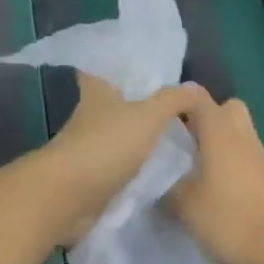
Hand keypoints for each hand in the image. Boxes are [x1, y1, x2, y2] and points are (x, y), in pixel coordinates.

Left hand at [37, 74, 212, 245]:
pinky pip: (120, 168)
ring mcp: (89, 149)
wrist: (69, 198)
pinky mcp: (92, 179)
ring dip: (138, 139)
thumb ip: (172, 100)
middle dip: (136, 105)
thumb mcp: (147, 116)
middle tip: (172, 107)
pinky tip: (161, 171)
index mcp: (97, 93)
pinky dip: (136, 168)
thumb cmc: (105, 145)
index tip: (137, 65)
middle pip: (113, 104)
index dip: (114, 65)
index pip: (100, 69)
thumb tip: (195, 88)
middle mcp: (90, 117)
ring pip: (118, 137)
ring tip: (175, 141)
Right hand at [168, 96, 263, 263]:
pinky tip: (228, 199)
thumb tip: (162, 186)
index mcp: (219, 134)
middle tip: (190, 143)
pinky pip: (254, 165)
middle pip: (230, 109)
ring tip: (204, 174)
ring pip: (243, 137)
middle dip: (211, 118)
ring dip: (226, 147)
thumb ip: (170, 190)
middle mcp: (244, 138)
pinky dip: (240, 172)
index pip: (199, 98)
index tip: (165, 118)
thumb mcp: (185, 206)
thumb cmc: (227, 219)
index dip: (181, 101)